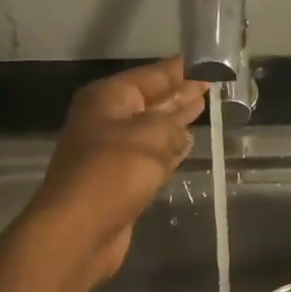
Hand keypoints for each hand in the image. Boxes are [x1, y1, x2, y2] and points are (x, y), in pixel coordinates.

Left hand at [27, 57, 209, 286]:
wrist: (79, 229)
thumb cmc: (112, 173)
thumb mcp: (151, 137)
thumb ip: (173, 127)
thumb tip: (182, 133)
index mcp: (108, 98)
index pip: (152, 75)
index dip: (180, 70)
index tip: (206, 62)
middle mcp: (107, 120)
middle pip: (150, 101)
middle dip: (179, 93)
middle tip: (210, 84)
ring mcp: (111, 152)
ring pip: (152, 129)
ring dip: (175, 121)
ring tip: (202, 108)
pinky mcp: (120, 181)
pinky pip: (151, 156)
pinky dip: (169, 150)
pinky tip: (187, 145)